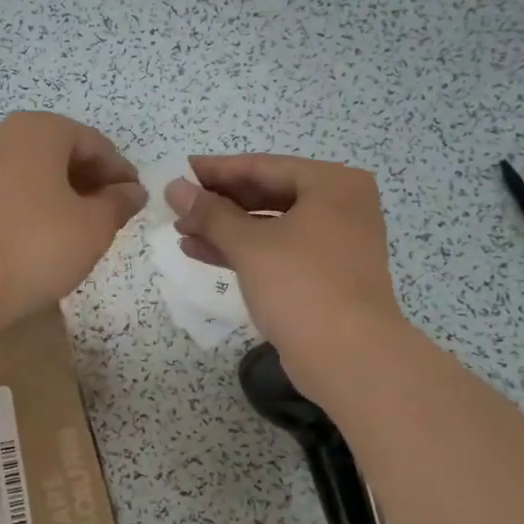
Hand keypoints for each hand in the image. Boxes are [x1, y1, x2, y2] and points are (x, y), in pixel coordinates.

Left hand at [0, 112, 146, 330]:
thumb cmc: (36, 244)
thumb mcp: (93, 227)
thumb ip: (118, 204)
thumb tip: (131, 192)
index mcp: (38, 130)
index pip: (94, 143)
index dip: (120, 171)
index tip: (135, 200)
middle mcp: (3, 138)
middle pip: (59, 154)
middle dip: (90, 182)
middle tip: (111, 217)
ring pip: (33, 175)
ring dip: (61, 197)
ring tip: (80, 232)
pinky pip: (9, 195)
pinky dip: (33, 210)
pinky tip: (43, 241)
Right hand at [166, 155, 406, 398]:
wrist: (349, 357)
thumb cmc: (301, 286)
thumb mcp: (249, 245)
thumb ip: (210, 213)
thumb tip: (174, 187)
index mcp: (332, 184)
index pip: (263, 166)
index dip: (216, 170)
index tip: (178, 171)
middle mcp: (340, 206)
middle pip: (267, 194)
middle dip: (219, 202)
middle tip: (177, 205)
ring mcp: (335, 242)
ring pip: (270, 225)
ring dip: (225, 228)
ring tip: (181, 230)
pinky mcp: (324, 275)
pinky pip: (277, 251)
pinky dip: (243, 251)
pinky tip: (200, 252)